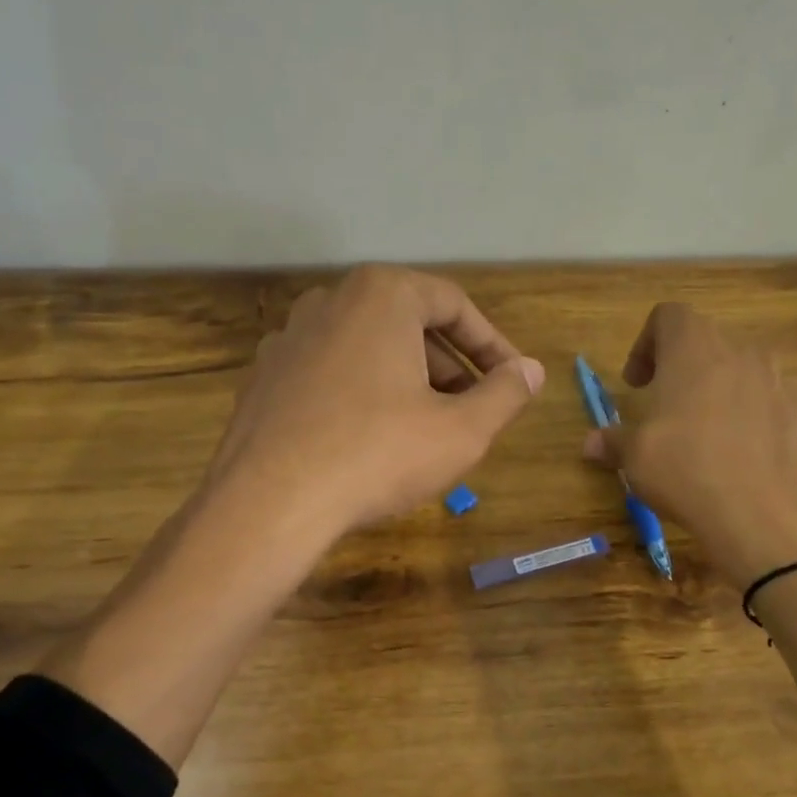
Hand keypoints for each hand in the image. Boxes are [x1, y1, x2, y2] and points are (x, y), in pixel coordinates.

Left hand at [207, 265, 544, 541]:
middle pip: (408, 324)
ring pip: (367, 349)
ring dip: (407, 380)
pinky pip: (330, 374)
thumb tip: (531, 371)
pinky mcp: (265, 376)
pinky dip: (362, 394)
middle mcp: (331, 300)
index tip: (513, 379)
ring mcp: (289, 337)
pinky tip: (370, 439)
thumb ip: (505, 394)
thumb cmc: (378, 454)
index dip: (493, 344)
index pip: (454, 305)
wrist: (271, 502)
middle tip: (473, 409)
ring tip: (427, 428)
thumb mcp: (462, 430)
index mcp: (382, 295)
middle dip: (449, 366)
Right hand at [583, 303, 796, 588]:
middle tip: (665, 409)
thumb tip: (591, 443)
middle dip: (684, 371)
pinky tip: (741, 464)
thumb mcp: (635, 457)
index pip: (669, 316)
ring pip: (745, 375)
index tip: (636, 384)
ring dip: (722, 395)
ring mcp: (782, 386)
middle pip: (709, 343)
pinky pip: (772, 411)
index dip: (647, 344)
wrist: (765, 515)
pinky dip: (754, 425)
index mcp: (695, 350)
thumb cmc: (686, 469)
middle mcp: (743, 354)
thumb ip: (614, 442)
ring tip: (706, 437)